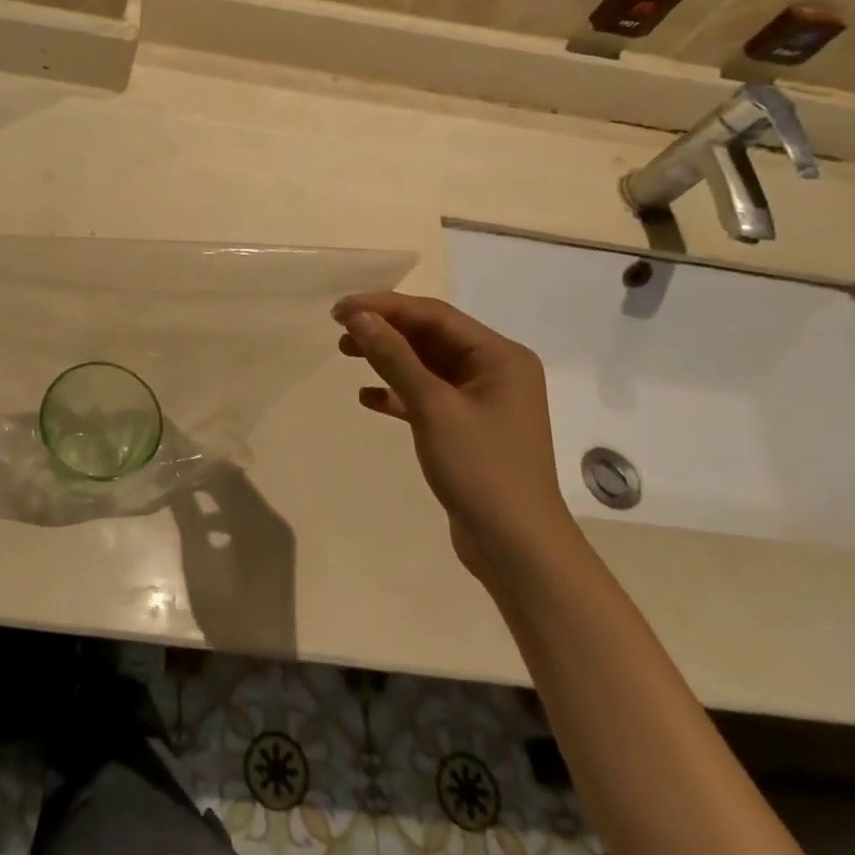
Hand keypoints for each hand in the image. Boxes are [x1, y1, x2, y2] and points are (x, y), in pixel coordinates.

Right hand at [334, 293, 574, 582]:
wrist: (516, 548)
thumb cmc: (480, 468)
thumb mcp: (433, 407)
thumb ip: (394, 357)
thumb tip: (358, 316)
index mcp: (500, 356)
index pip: (434, 315)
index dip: (384, 307)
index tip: (340, 310)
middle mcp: (495, 371)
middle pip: (430, 336)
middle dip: (384, 330)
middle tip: (338, 331)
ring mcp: (482, 401)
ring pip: (426, 365)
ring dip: (387, 358)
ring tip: (346, 353)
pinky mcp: (467, 428)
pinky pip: (427, 396)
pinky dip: (397, 393)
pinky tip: (367, 398)